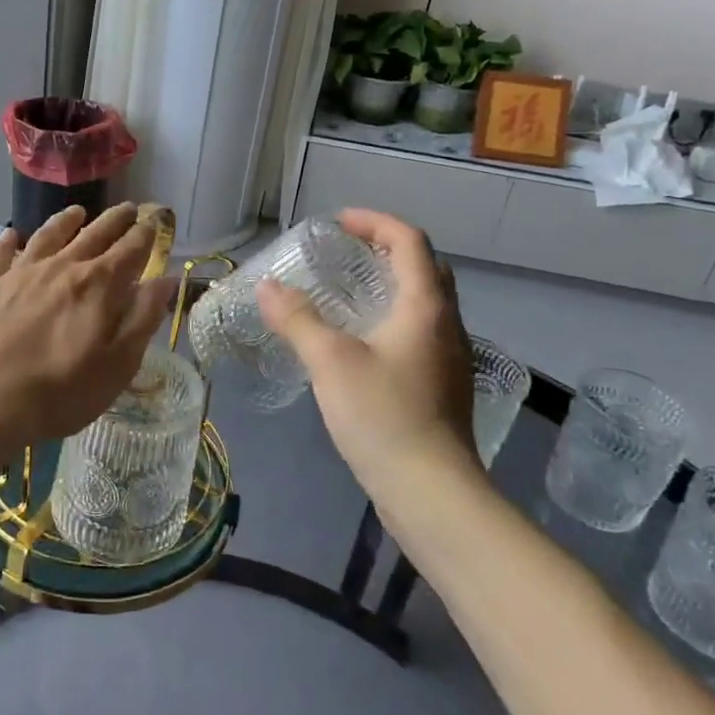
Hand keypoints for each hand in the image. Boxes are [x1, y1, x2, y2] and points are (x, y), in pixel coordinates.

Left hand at [0, 204, 177, 480]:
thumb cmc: (59, 391)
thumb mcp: (117, 365)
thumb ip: (143, 318)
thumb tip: (166, 279)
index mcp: (99, 285)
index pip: (131, 249)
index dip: (146, 234)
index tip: (154, 221)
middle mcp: (63, 267)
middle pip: (95, 234)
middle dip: (115, 220)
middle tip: (129, 208)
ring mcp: (21, 273)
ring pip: (49, 235)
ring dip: (67, 221)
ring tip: (78, 212)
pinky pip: (1, 254)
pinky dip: (9, 241)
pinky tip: (12, 235)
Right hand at [256, 209, 477, 485]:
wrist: (431, 492)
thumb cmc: (383, 415)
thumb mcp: (330, 361)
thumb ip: (297, 319)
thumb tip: (267, 287)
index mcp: (425, 306)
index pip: (409, 241)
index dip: (374, 222)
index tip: (337, 223)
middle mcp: (445, 324)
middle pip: (423, 267)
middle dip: (385, 248)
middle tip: (345, 252)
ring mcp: (448, 357)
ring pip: (424, 301)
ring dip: (389, 283)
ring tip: (347, 290)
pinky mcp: (440, 385)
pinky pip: (418, 330)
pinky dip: (391, 316)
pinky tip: (360, 340)